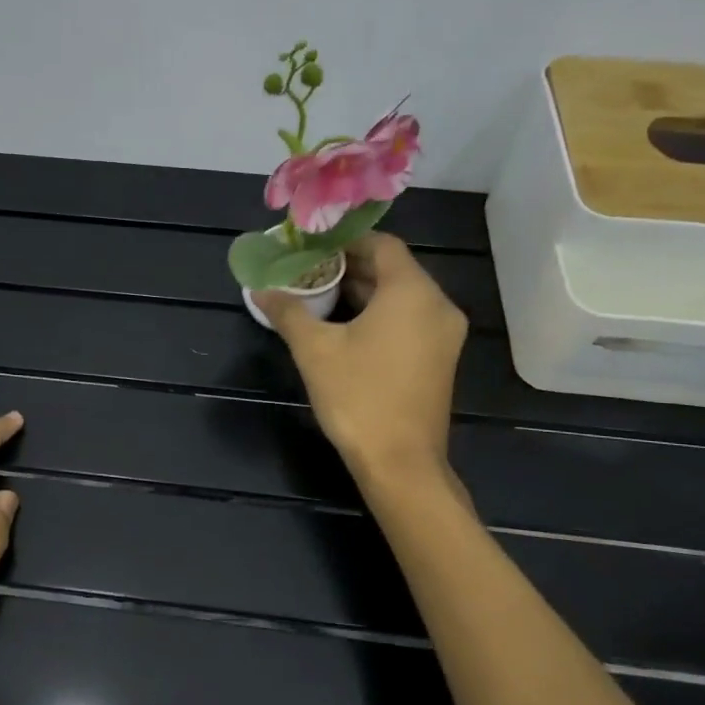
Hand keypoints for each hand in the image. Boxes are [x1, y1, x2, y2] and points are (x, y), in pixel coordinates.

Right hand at [255, 233, 467, 479]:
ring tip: (318, 294)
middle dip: (350, 266)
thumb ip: (288, 312)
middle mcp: (437, 305)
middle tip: (308, 269)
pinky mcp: (439, 358)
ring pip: (401, 295)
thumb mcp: (314, 350)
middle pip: (393, 269)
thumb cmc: (358, 397)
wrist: (400, 463)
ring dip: (362, 291)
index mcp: (412, 292)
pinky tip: (344, 325)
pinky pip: (408, 319)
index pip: (382, 244)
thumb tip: (261, 290)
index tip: (312, 246)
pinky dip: (379, 313)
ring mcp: (443, 334)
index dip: (345, 241)